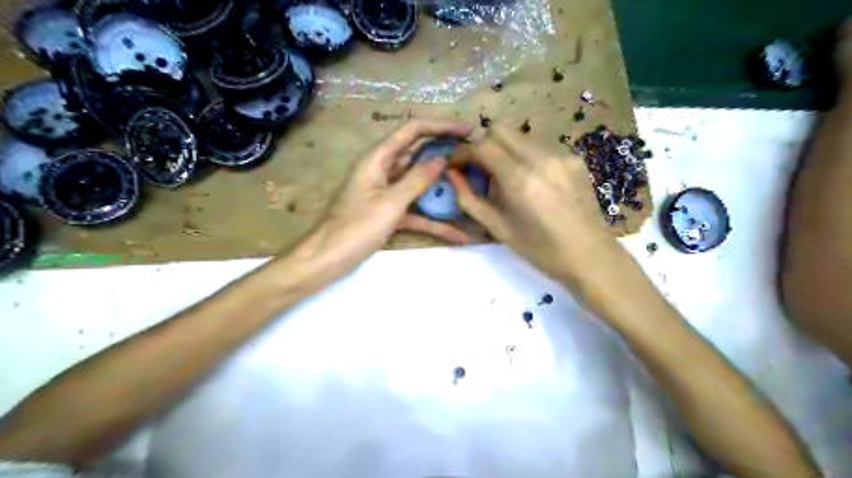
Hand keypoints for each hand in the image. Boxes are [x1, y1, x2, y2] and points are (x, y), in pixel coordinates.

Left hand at [282, 117, 475, 286]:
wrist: (327, 259)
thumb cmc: (354, 229)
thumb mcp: (389, 203)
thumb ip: (416, 180)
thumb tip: (442, 159)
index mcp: (378, 158)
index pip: (412, 130)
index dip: (441, 125)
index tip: (468, 129)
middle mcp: (383, 170)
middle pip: (418, 152)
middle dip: (445, 149)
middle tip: (474, 152)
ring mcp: (387, 192)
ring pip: (420, 181)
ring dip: (443, 182)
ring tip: (472, 181)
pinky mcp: (390, 213)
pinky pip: (417, 211)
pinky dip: (436, 220)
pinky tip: (459, 234)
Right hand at [448, 123, 634, 295]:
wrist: (590, 256)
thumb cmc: (540, 250)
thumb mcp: (498, 229)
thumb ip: (470, 200)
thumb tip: (453, 176)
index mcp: (520, 179)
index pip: (482, 146)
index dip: (463, 151)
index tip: (456, 164)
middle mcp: (541, 158)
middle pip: (501, 129)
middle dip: (483, 143)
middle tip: (478, 167)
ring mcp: (561, 155)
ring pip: (521, 136)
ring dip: (505, 149)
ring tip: (505, 178)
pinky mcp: (574, 159)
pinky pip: (540, 147)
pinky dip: (526, 157)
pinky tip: (532, 182)